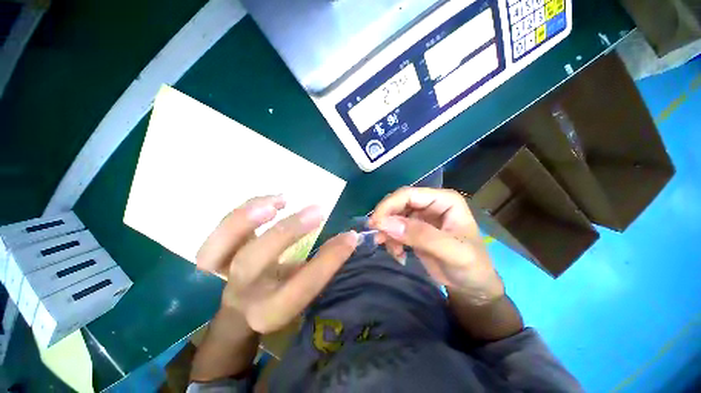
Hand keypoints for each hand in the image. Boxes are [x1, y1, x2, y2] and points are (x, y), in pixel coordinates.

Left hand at [196, 195, 357, 332]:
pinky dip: (243, 210)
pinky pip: (219, 229)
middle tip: (317, 211)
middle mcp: (242, 292)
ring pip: (219, 245)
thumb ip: (321, 265)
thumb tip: (347, 238)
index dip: (328, 261)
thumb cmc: (280, 295)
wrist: (240, 306)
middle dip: (287, 232)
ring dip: (248, 218)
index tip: (350, 237)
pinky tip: (271, 201)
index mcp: (270, 309)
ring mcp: (222, 271)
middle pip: (252, 263)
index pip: (302, 286)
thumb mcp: (302, 289)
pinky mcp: (216, 252)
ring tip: (281, 201)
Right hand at [369, 187, 503, 304]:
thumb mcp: (451, 252)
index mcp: (443, 200)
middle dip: (386, 220)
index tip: (375, 223)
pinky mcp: (413, 229)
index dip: (389, 205)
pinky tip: (398, 254)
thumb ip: (420, 235)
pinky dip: (391, 241)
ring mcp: (421, 216)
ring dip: (387, 232)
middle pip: (398, 203)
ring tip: (392, 250)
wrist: (472, 286)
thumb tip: (385, 223)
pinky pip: (394, 229)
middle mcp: (430, 203)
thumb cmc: (470, 266)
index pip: (408, 194)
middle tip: (378, 237)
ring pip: (393, 216)